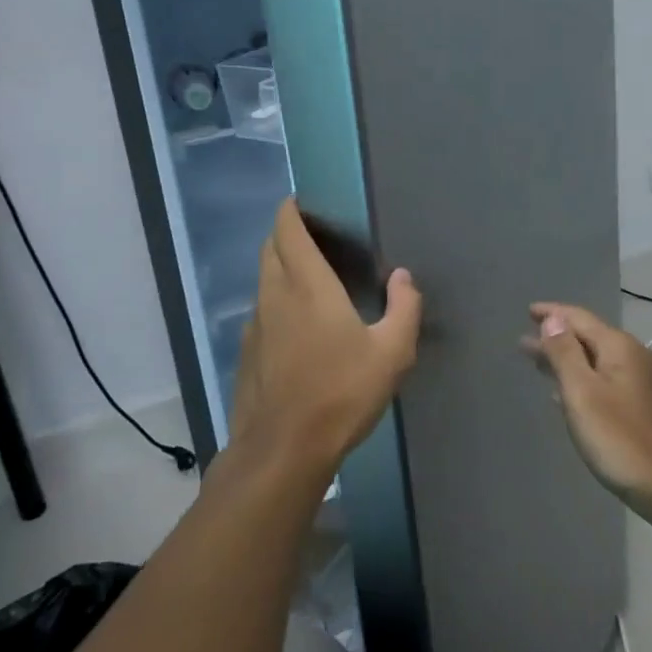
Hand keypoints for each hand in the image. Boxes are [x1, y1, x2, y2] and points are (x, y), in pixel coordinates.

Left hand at [229, 198, 422, 483]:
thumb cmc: (341, 394)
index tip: (302, 201)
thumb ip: (404, 309)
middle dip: (285, 233)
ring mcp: (256, 323)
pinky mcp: (247, 351)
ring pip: (262, 279)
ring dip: (278, 266)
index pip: (288, 230)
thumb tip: (403, 277)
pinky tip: (295, 324)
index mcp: (308, 285)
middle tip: (312, 234)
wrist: (282, 450)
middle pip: (270, 248)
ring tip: (307, 275)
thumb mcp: (392, 354)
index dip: (291, 210)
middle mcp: (275, 295)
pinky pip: (260, 309)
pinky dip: (274, 299)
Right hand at [527, 303, 651, 518]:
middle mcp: (634, 357)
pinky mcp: (645, 407)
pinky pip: (605, 381)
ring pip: (596, 361)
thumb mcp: (583, 393)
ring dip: (566, 361)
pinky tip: (567, 396)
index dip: (552, 313)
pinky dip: (581, 380)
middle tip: (524, 342)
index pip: (579, 318)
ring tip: (538, 364)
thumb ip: (565, 353)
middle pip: (588, 338)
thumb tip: (553, 319)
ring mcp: (643, 383)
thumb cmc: (621, 439)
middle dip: (555, 338)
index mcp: (619, 347)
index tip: (528, 311)